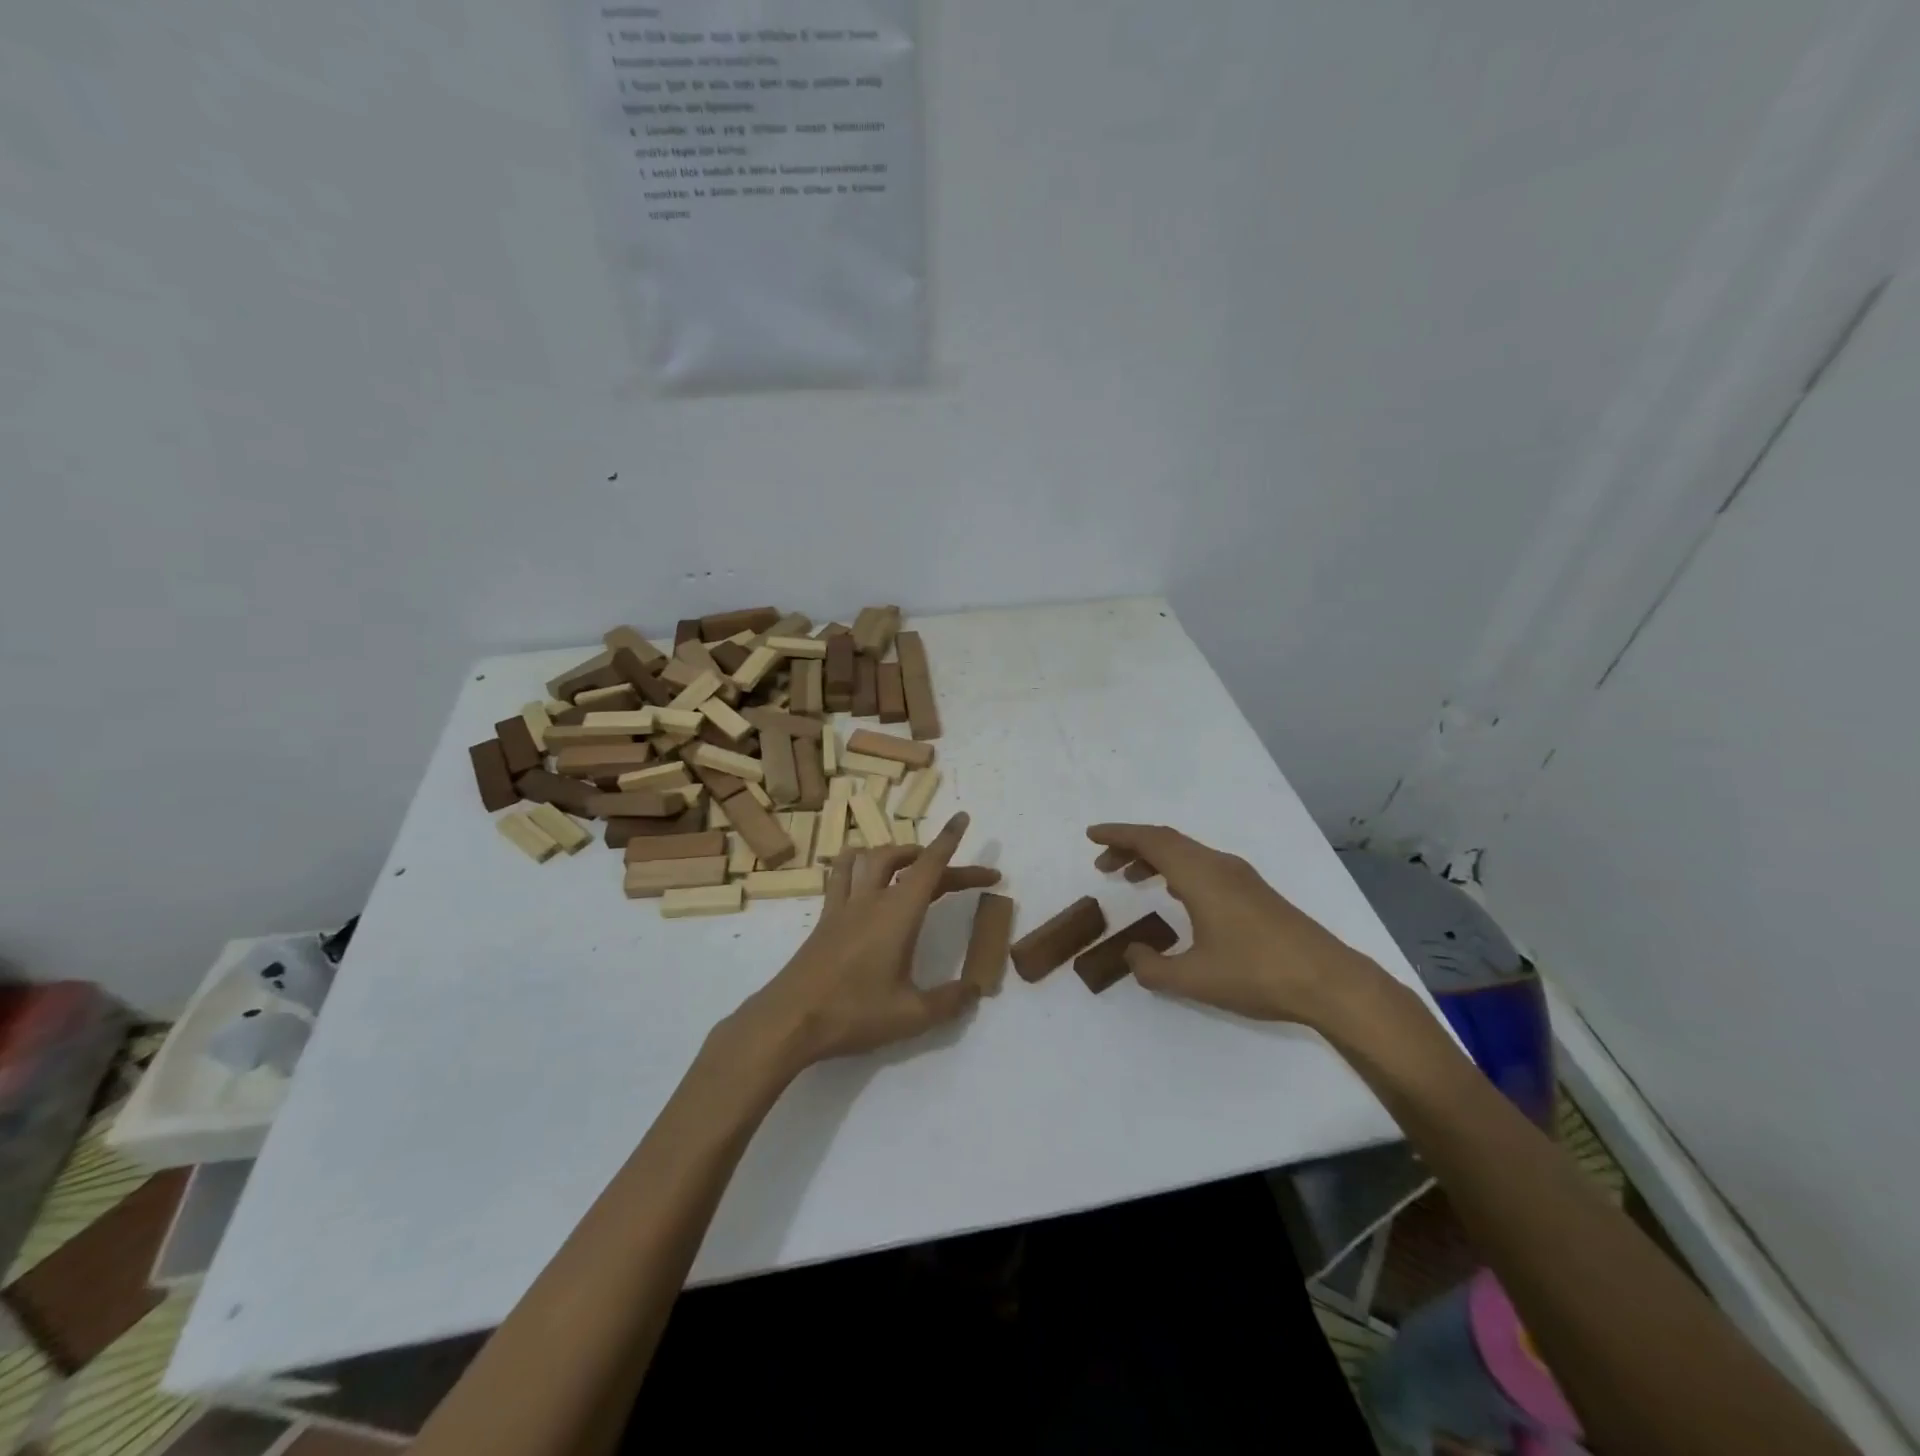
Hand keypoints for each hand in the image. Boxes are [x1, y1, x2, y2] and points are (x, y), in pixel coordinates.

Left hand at [729, 813, 1000, 1071]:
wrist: (790, 1019)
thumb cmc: (853, 1013)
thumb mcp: (912, 1015)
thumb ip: (950, 1001)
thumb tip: (975, 990)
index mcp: (898, 913)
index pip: (930, 865)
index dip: (949, 840)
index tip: (963, 817)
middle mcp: (872, 898)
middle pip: (909, 862)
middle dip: (939, 860)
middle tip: (965, 878)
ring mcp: (845, 905)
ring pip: (871, 858)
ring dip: (897, 853)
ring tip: (913, 862)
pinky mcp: (826, 917)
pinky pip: (842, 874)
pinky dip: (859, 864)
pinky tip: (863, 874)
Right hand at [1086, 823, 1387, 1028]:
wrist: (1329, 981)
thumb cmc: (1257, 973)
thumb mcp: (1194, 979)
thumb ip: (1152, 968)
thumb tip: (1132, 954)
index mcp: (1201, 875)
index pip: (1151, 840)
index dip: (1118, 835)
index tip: (1091, 835)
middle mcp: (1219, 866)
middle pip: (1167, 841)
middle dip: (1131, 847)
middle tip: (1103, 865)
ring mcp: (1240, 877)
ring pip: (1187, 853)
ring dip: (1155, 859)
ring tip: (1130, 877)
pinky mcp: (1254, 893)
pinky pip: (1203, 866)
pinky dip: (1177, 870)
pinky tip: (1174, 893)